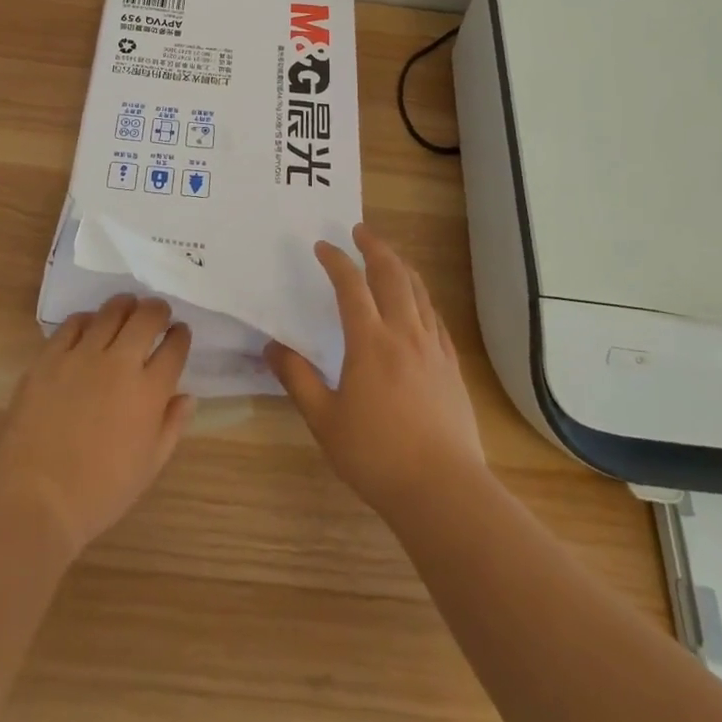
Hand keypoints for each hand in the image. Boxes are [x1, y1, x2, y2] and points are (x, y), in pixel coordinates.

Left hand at [0, 294, 194, 560]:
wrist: (34, 501)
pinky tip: (89, 328)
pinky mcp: (50, 357)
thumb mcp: (148, 468)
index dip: (180, 335)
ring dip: (125, 307)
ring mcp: (82, 356)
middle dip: (158, 310)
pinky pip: (73, 323)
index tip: (179, 333)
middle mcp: (119, 364)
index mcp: (149, 392)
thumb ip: (172, 426)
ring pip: (111, 311)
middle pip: (146, 317)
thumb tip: (187, 396)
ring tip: (127, 310)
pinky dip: (87, 320)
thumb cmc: (98, 494)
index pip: (174, 347)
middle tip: (157, 314)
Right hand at [266, 224, 485, 516]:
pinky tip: (418, 302)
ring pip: (418, 291)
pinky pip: (435, 317)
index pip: (351, 285)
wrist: (444, 490)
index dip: (336, 260)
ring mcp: (432, 347)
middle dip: (375, 247)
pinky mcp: (451, 365)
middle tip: (361, 231)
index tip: (323, 246)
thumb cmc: (377, 455)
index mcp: (369, 341)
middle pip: (392, 275)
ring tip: (389, 255)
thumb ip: (297, 379)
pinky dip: (422, 297)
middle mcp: (403, 333)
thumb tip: (271, 348)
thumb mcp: (324, 420)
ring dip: (401, 265)